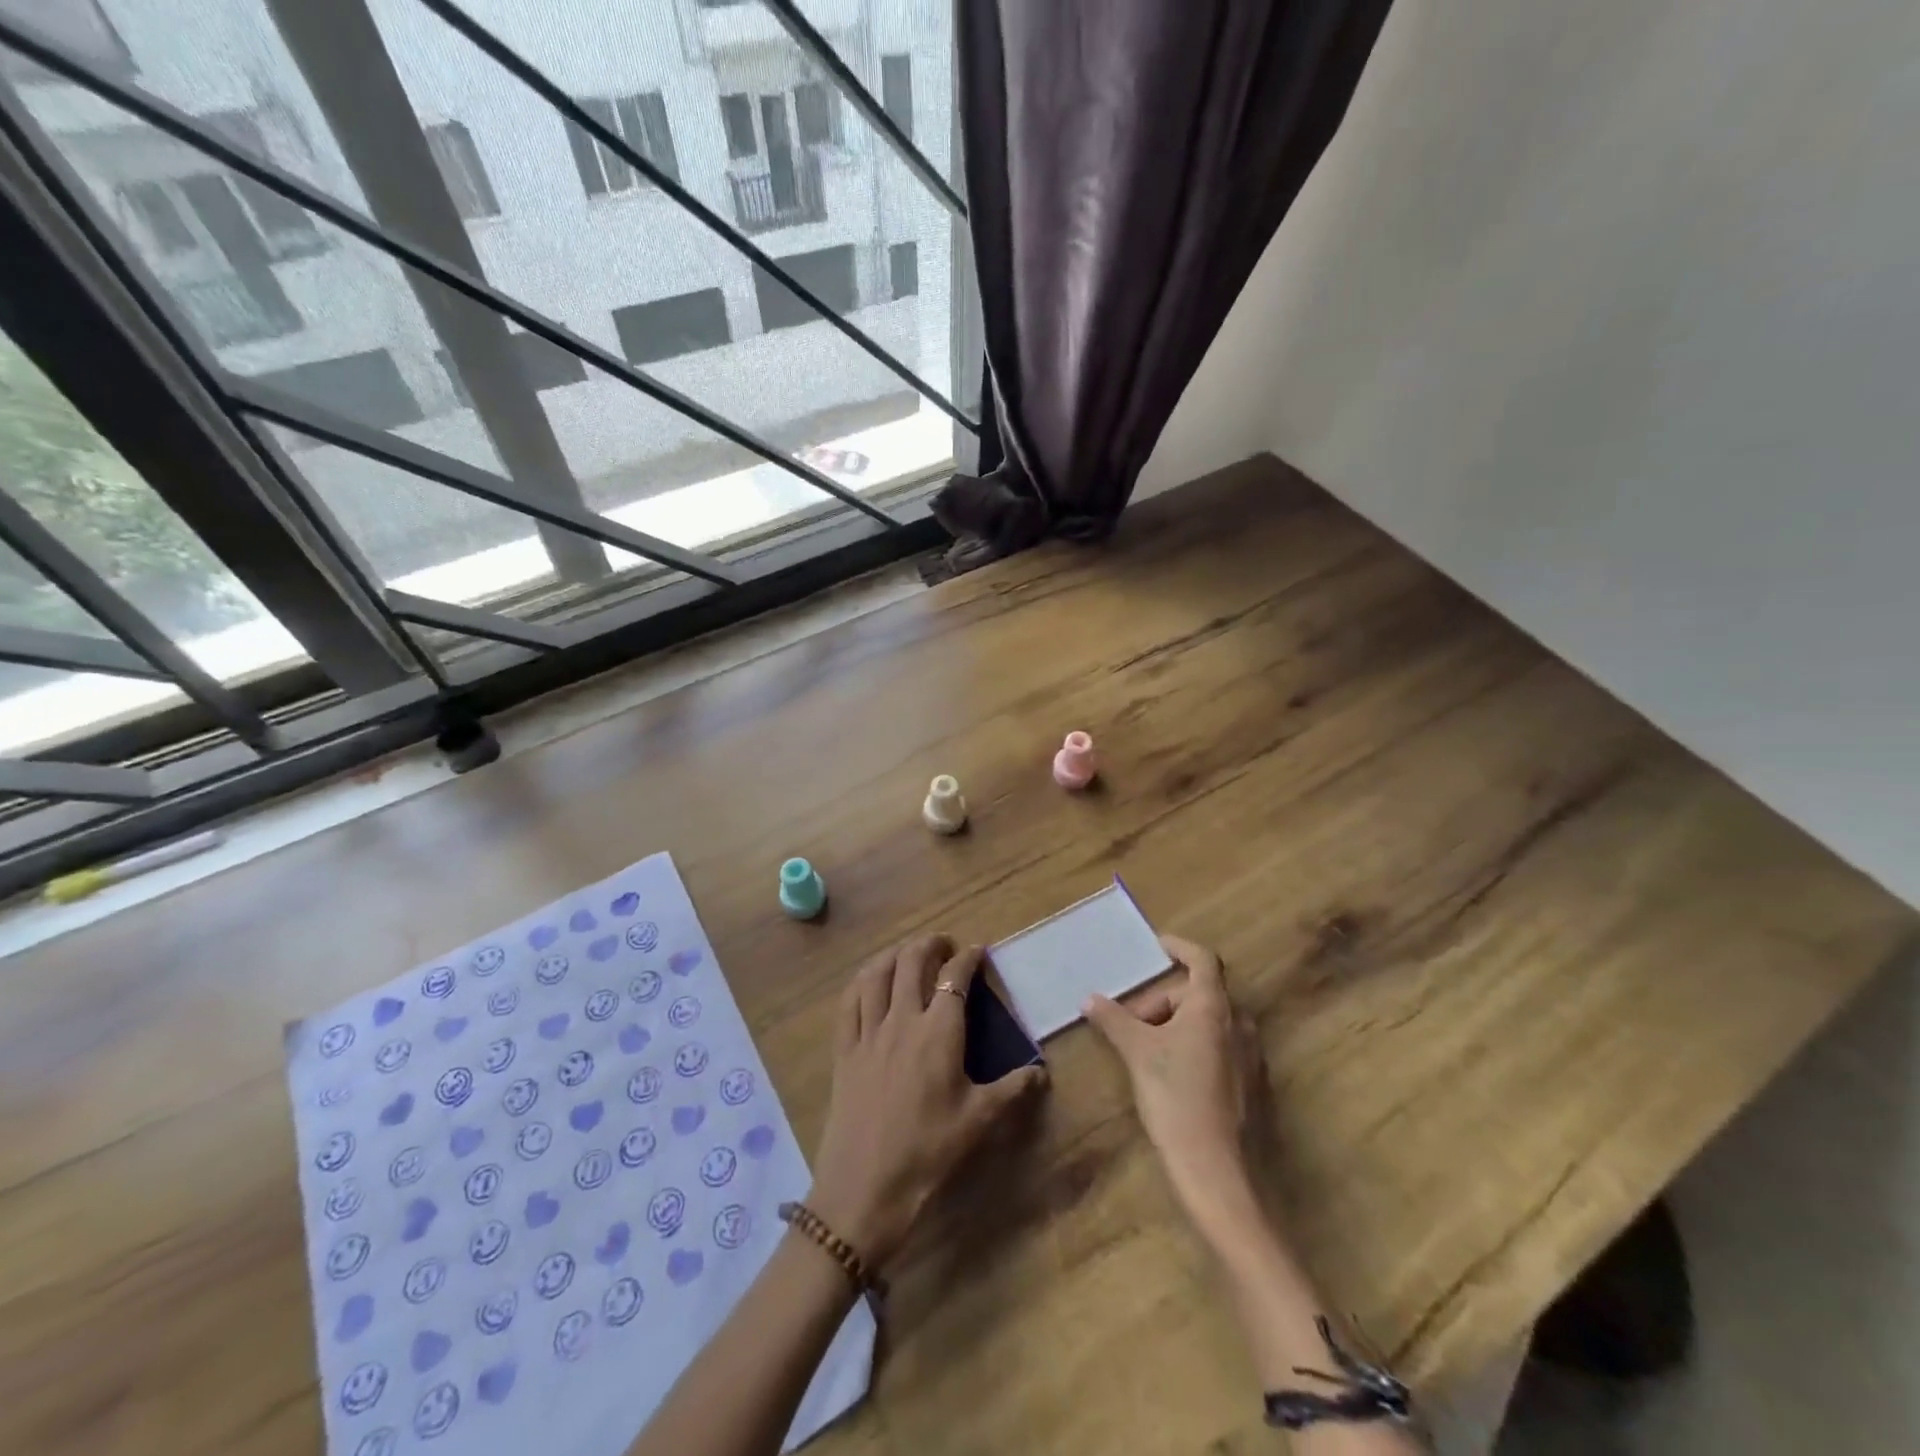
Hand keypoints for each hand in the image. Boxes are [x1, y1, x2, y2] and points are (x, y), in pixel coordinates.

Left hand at [808, 935, 1047, 1269]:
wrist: (864, 1188)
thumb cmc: (928, 1152)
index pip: (955, 977)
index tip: (978, 951)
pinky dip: (862, 981)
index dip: (968, 957)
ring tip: (908, 953)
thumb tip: (1043, 1072)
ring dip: (895, 954)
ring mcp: (868, 1032)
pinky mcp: (844, 1049)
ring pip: (877, 973)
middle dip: (930, 944)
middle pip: (912, 961)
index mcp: (939, 1032)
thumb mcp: (979, 1121)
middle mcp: (902, 1019)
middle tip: (944, 945)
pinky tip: (869, 982)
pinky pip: (849, 1001)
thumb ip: (1013, 1089)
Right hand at [1084, 935, 1268, 1229]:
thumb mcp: (1137, 1052)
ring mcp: (1249, 1054)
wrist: (1215, 1168)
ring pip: (1207, 1022)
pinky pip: (1218, 1046)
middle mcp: (1238, 1023)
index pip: (1202, 960)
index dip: (1179, 948)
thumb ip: (1114, 1019)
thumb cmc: (1175, 1096)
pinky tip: (1169, 1072)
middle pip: (1198, 994)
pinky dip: (1192, 1044)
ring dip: (1175, 1023)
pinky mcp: (1250, 1083)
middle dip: (1162, 1000)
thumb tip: (1089, 999)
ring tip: (1144, 1047)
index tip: (1157, 947)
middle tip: (1131, 1020)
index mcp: (1213, 1007)